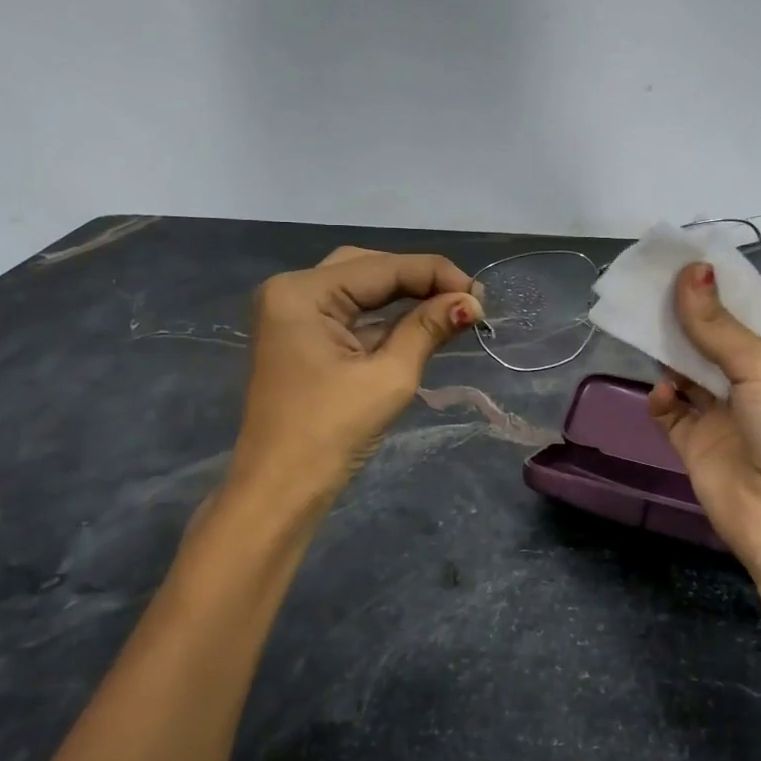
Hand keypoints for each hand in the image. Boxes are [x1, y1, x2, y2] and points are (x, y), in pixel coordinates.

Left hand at [230, 247, 482, 495]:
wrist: (279, 492)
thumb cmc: (331, 434)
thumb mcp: (388, 377)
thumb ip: (428, 329)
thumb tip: (471, 302)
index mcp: (302, 292)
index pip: (382, 267)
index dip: (436, 275)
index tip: (481, 294)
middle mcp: (291, 290)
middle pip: (368, 268)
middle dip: (419, 281)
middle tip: (465, 301)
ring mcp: (292, 314)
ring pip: (359, 288)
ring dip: (404, 297)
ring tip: (452, 309)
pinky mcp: (299, 337)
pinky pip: (349, 313)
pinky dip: (384, 317)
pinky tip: (421, 322)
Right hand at [647, 261, 760, 576]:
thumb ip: (717, 323)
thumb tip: (689, 270)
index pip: (741, 311)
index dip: (712, 287)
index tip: (678, 259)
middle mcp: (748, 381)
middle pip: (707, 337)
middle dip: (681, 315)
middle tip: (645, 287)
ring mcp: (720, 413)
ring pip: (684, 370)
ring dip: (666, 352)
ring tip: (640, 326)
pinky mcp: (694, 443)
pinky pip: (669, 411)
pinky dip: (662, 398)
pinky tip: (663, 393)